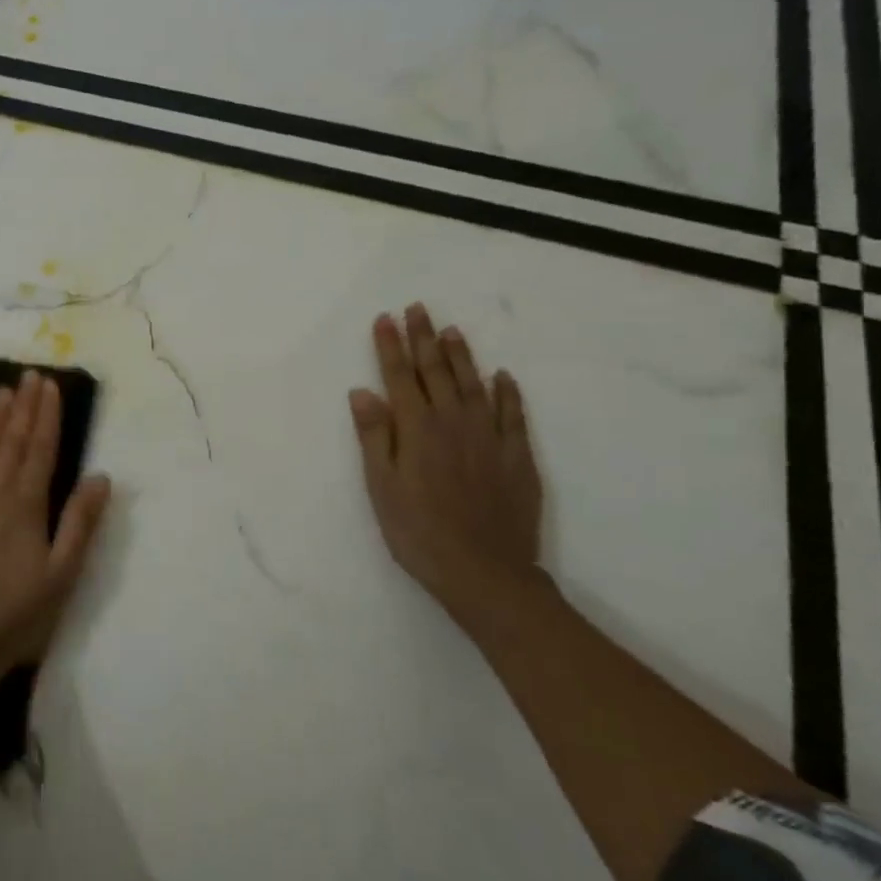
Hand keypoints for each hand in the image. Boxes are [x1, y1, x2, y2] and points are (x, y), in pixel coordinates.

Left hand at [0, 371, 111, 677]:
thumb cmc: (13, 619)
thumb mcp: (61, 576)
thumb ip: (80, 523)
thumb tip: (101, 476)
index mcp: (25, 507)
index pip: (40, 450)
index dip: (46, 416)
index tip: (49, 385)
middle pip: (10, 443)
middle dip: (22, 407)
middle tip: (29, 375)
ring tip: (2, 391)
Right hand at [348, 304, 545, 626]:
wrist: (485, 572)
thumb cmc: (418, 531)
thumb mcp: (381, 486)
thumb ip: (374, 436)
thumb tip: (363, 391)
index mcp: (417, 429)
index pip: (400, 377)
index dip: (390, 346)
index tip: (385, 318)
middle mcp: (453, 423)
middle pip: (436, 372)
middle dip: (424, 338)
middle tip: (418, 309)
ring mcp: (489, 438)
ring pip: (474, 384)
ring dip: (462, 355)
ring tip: (452, 330)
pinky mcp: (517, 457)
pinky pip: (513, 415)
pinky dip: (507, 392)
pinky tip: (502, 377)